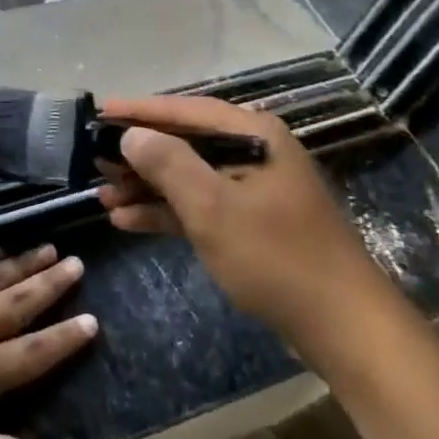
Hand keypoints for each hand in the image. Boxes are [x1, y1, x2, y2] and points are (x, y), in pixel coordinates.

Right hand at [96, 95, 389, 352]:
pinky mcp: (252, 223)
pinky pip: (200, 207)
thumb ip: (169, 164)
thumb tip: (132, 135)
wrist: (344, 328)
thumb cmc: (276, 257)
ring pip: (189, 177)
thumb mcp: (213, 207)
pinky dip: (167, 212)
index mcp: (253, 135)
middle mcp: (253, 152)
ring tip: (103, 196)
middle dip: (139, 155)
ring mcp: (254, 190)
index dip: (139, 111)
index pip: (185, 111)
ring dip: (147, 187)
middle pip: (185, 143)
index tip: (100, 111)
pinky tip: (129, 221)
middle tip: (94, 160)